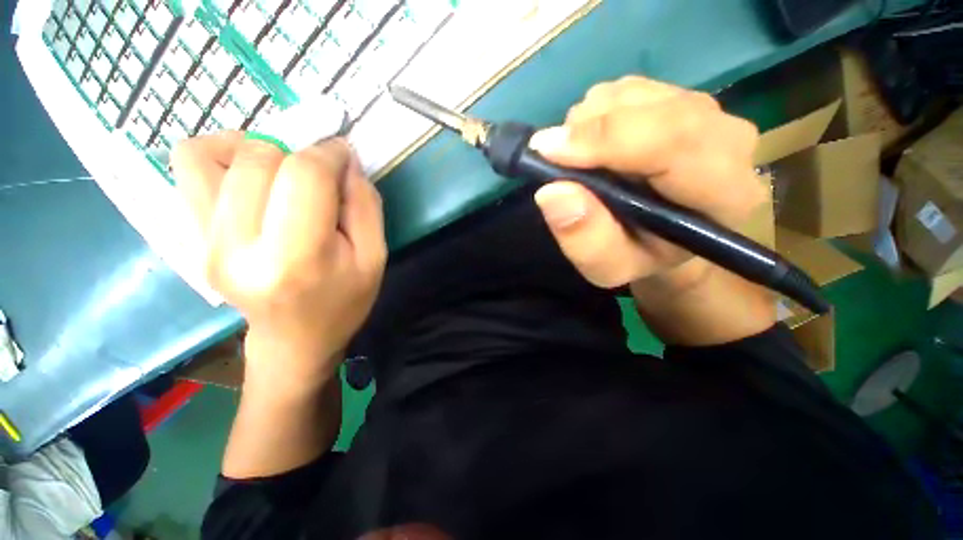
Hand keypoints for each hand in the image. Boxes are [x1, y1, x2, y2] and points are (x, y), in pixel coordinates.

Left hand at [171, 132, 385, 388]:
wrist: (295, 339)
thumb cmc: (344, 301)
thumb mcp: (374, 258)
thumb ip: (365, 205)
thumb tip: (344, 160)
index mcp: (298, 258)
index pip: (304, 176)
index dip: (328, 153)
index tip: (343, 155)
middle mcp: (239, 247)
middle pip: (260, 158)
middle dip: (299, 153)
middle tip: (320, 176)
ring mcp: (205, 241)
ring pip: (214, 153)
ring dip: (259, 149)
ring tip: (284, 172)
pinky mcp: (191, 236)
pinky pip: (188, 167)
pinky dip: (220, 154)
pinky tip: (250, 175)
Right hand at [529, 76, 763, 289]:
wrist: (661, 237)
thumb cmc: (638, 256)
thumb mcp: (608, 266)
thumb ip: (586, 240)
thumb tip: (552, 191)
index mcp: (723, 193)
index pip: (674, 141)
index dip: (605, 139)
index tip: (548, 150)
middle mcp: (727, 140)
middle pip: (652, 108)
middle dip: (589, 129)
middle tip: (552, 155)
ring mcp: (705, 111)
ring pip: (633, 94)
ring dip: (589, 123)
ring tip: (578, 161)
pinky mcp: (679, 97)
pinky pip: (625, 90)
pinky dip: (595, 114)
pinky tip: (593, 146)